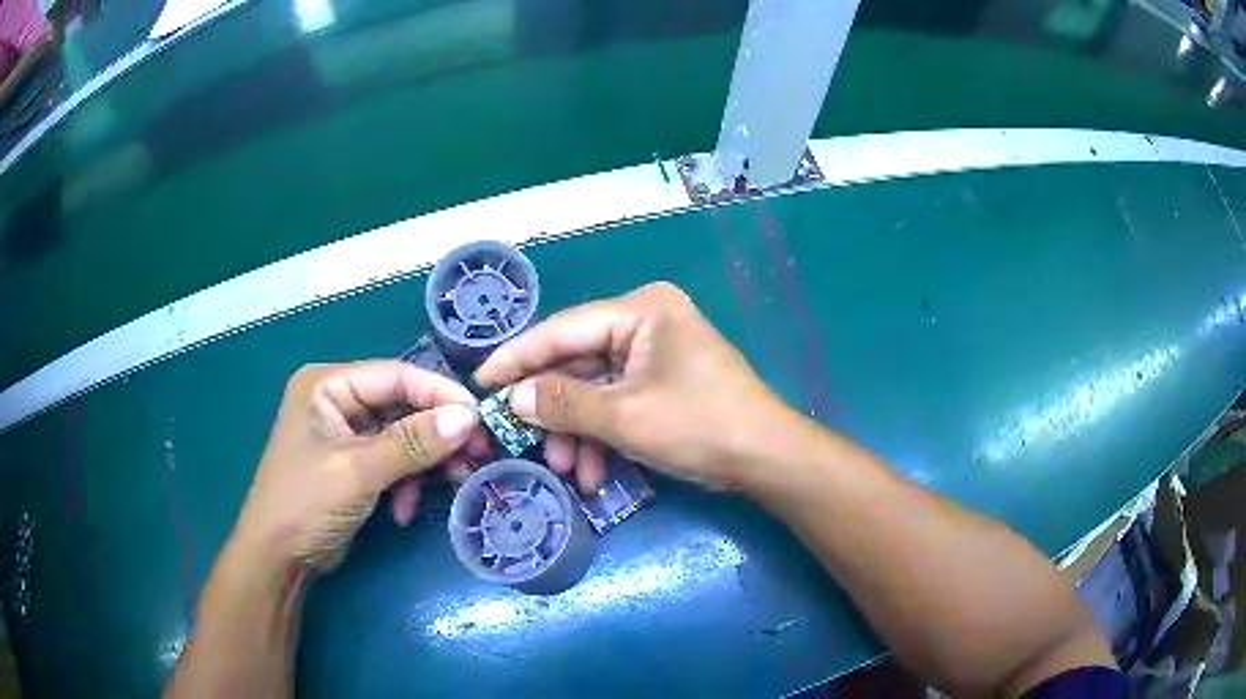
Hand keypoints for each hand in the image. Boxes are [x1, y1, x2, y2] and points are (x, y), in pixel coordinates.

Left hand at [233, 361, 486, 571]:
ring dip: (427, 463)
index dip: (438, 394)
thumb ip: (412, 443)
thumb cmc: (306, 503)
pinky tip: (404, 510)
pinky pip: (394, 462)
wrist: (279, 558)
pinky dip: (406, 484)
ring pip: (403, 436)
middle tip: (477, 454)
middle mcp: (337, 401)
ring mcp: (346, 434)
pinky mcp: (355, 464)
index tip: (479, 417)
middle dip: (437, 435)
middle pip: (402, 406)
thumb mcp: (359, 471)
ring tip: (456, 483)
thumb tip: (467, 418)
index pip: (395, 376)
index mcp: (328, 385)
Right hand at [474, 282, 788, 489]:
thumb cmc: (700, 425)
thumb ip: (564, 404)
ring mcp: (654, 355)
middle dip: (554, 411)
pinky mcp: (660, 385)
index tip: (480, 381)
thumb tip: (514, 398)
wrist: (766, 459)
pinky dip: (601, 438)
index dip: (518, 358)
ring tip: (566, 471)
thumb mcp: (626, 417)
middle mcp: (645, 323)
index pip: (563, 329)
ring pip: (595, 391)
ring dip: (577, 433)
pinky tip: (592, 473)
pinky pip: (617, 405)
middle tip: (521, 440)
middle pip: (578, 364)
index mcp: (640, 310)